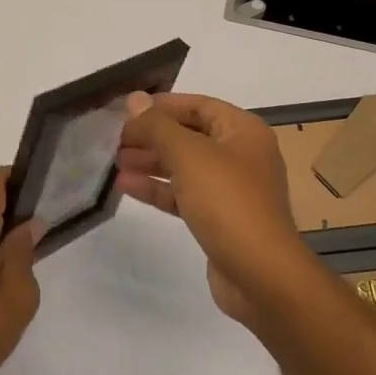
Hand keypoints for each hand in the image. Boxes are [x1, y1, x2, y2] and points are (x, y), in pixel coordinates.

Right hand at [116, 92, 317, 325]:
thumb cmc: (228, 202)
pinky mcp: (219, 219)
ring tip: (115, 162)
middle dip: (152, 136)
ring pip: (184, 167)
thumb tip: (134, 99)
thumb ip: (158, 126)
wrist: (261, 275)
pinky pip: (184, 194)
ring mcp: (231, 189)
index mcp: (243, 131)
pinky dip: (158, 189)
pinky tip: (127, 186)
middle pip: (190, 135)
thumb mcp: (189, 155)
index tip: (127, 110)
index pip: (198, 105)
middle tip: (115, 139)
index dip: (162, 105)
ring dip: (151, 162)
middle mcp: (241, 155)